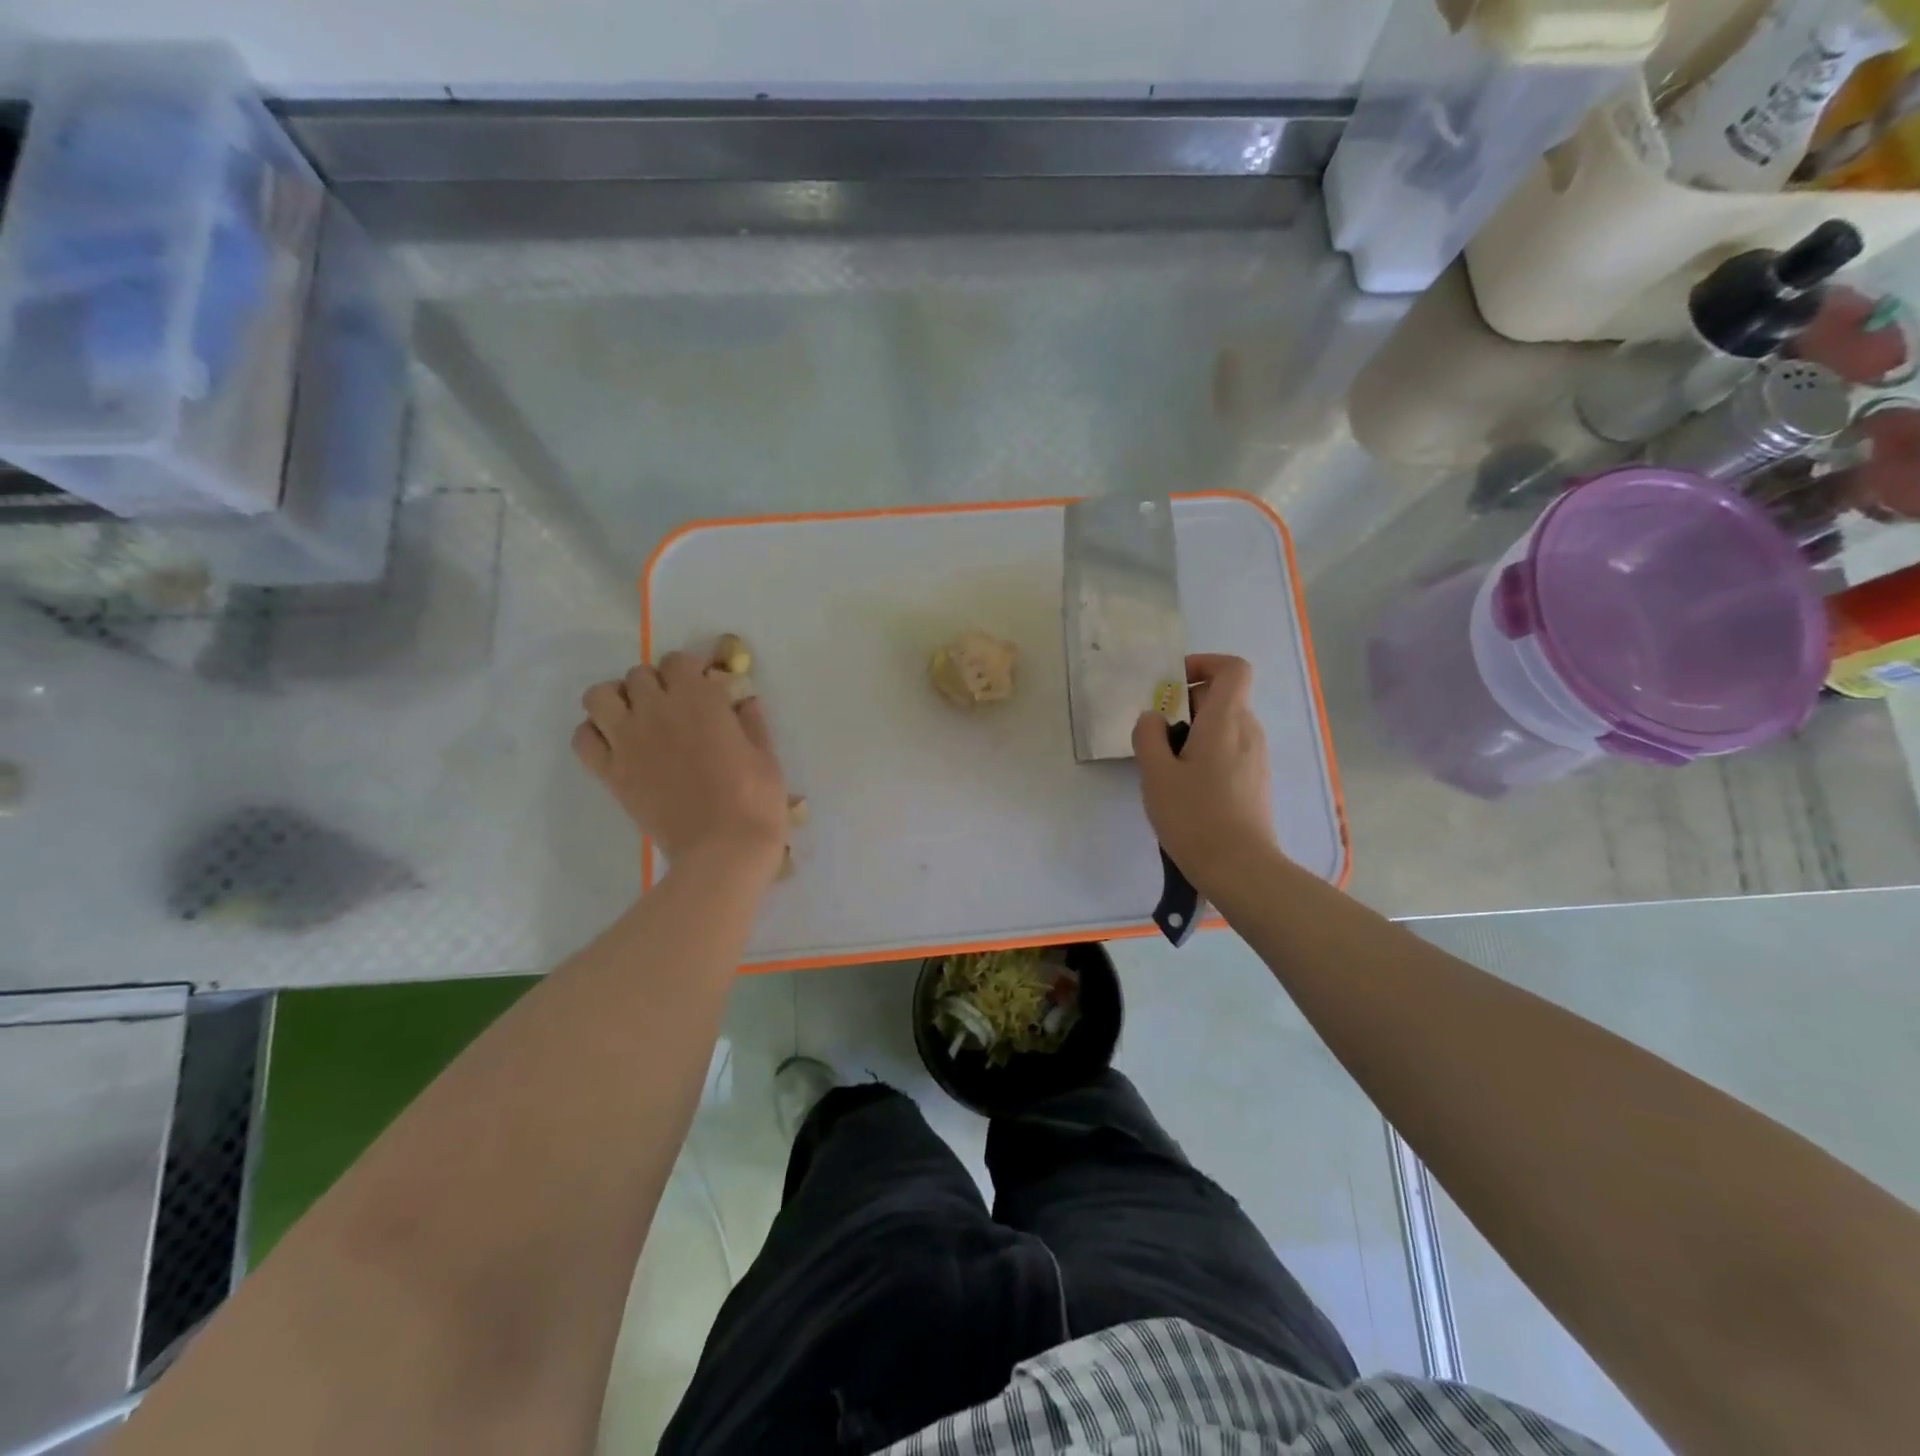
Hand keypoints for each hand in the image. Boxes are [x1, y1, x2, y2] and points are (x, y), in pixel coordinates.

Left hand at [573, 653, 788, 876]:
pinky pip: (584, 738)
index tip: (706, 685)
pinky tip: (617, 745)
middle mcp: (656, 710)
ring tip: (637, 717)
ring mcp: (627, 741)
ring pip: (600, 696)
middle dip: (658, 683)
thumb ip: (752, 724)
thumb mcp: (766, 757)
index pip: (680, 661)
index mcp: (699, 700)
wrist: (723, 851)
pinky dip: (595, 734)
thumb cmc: (755, 801)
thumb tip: (745, 702)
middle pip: (640, 674)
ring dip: (617, 699)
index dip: (692, 669)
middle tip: (675, 706)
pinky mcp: (611, 773)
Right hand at [1132, 654, 1275, 892]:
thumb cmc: (1195, 816)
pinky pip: (1231, 749)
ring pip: (1225, 725)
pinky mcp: (1256, 781)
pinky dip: (1207, 752)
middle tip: (1156, 731)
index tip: (1173, 684)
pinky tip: (1186, 786)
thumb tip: (1154, 717)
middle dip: (1188, 703)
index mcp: (1226, 720)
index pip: (1232, 668)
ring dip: (1195, 731)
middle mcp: (1248, 731)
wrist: (1240, 868)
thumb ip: (1149, 736)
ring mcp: (1257, 757)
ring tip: (1166, 765)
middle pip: (1224, 696)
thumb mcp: (1156, 774)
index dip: (1203, 664)